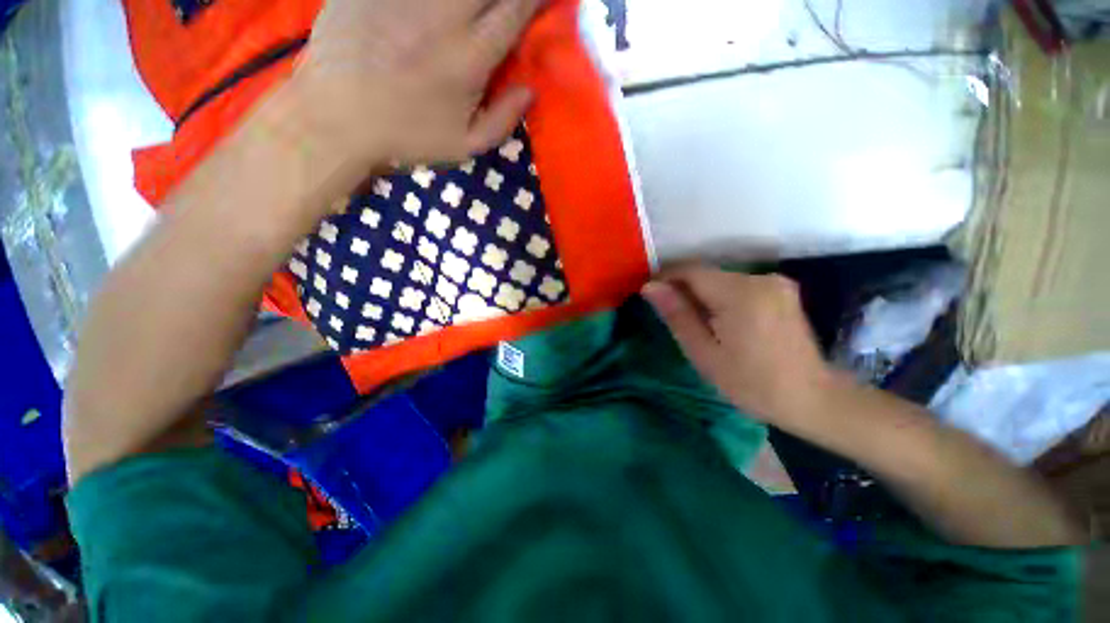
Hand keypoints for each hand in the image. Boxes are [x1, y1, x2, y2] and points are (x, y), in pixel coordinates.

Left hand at [289, 0, 542, 168]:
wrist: (335, 117)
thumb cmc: (406, 137)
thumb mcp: (464, 146)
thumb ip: (503, 120)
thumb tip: (530, 90)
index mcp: (468, 58)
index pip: (514, 11)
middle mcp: (443, 15)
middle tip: (504, 7)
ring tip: (471, 11)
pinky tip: (432, 12)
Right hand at [642, 265, 841, 432]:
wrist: (813, 399)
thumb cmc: (751, 383)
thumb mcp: (704, 353)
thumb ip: (677, 315)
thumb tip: (650, 286)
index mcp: (740, 294)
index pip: (690, 270)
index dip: (665, 277)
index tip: (649, 294)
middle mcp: (760, 278)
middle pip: (706, 274)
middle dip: (683, 289)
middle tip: (671, 317)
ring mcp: (775, 282)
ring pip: (721, 280)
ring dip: (701, 295)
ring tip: (695, 323)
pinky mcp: (782, 290)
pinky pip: (738, 286)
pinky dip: (721, 297)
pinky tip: (720, 322)